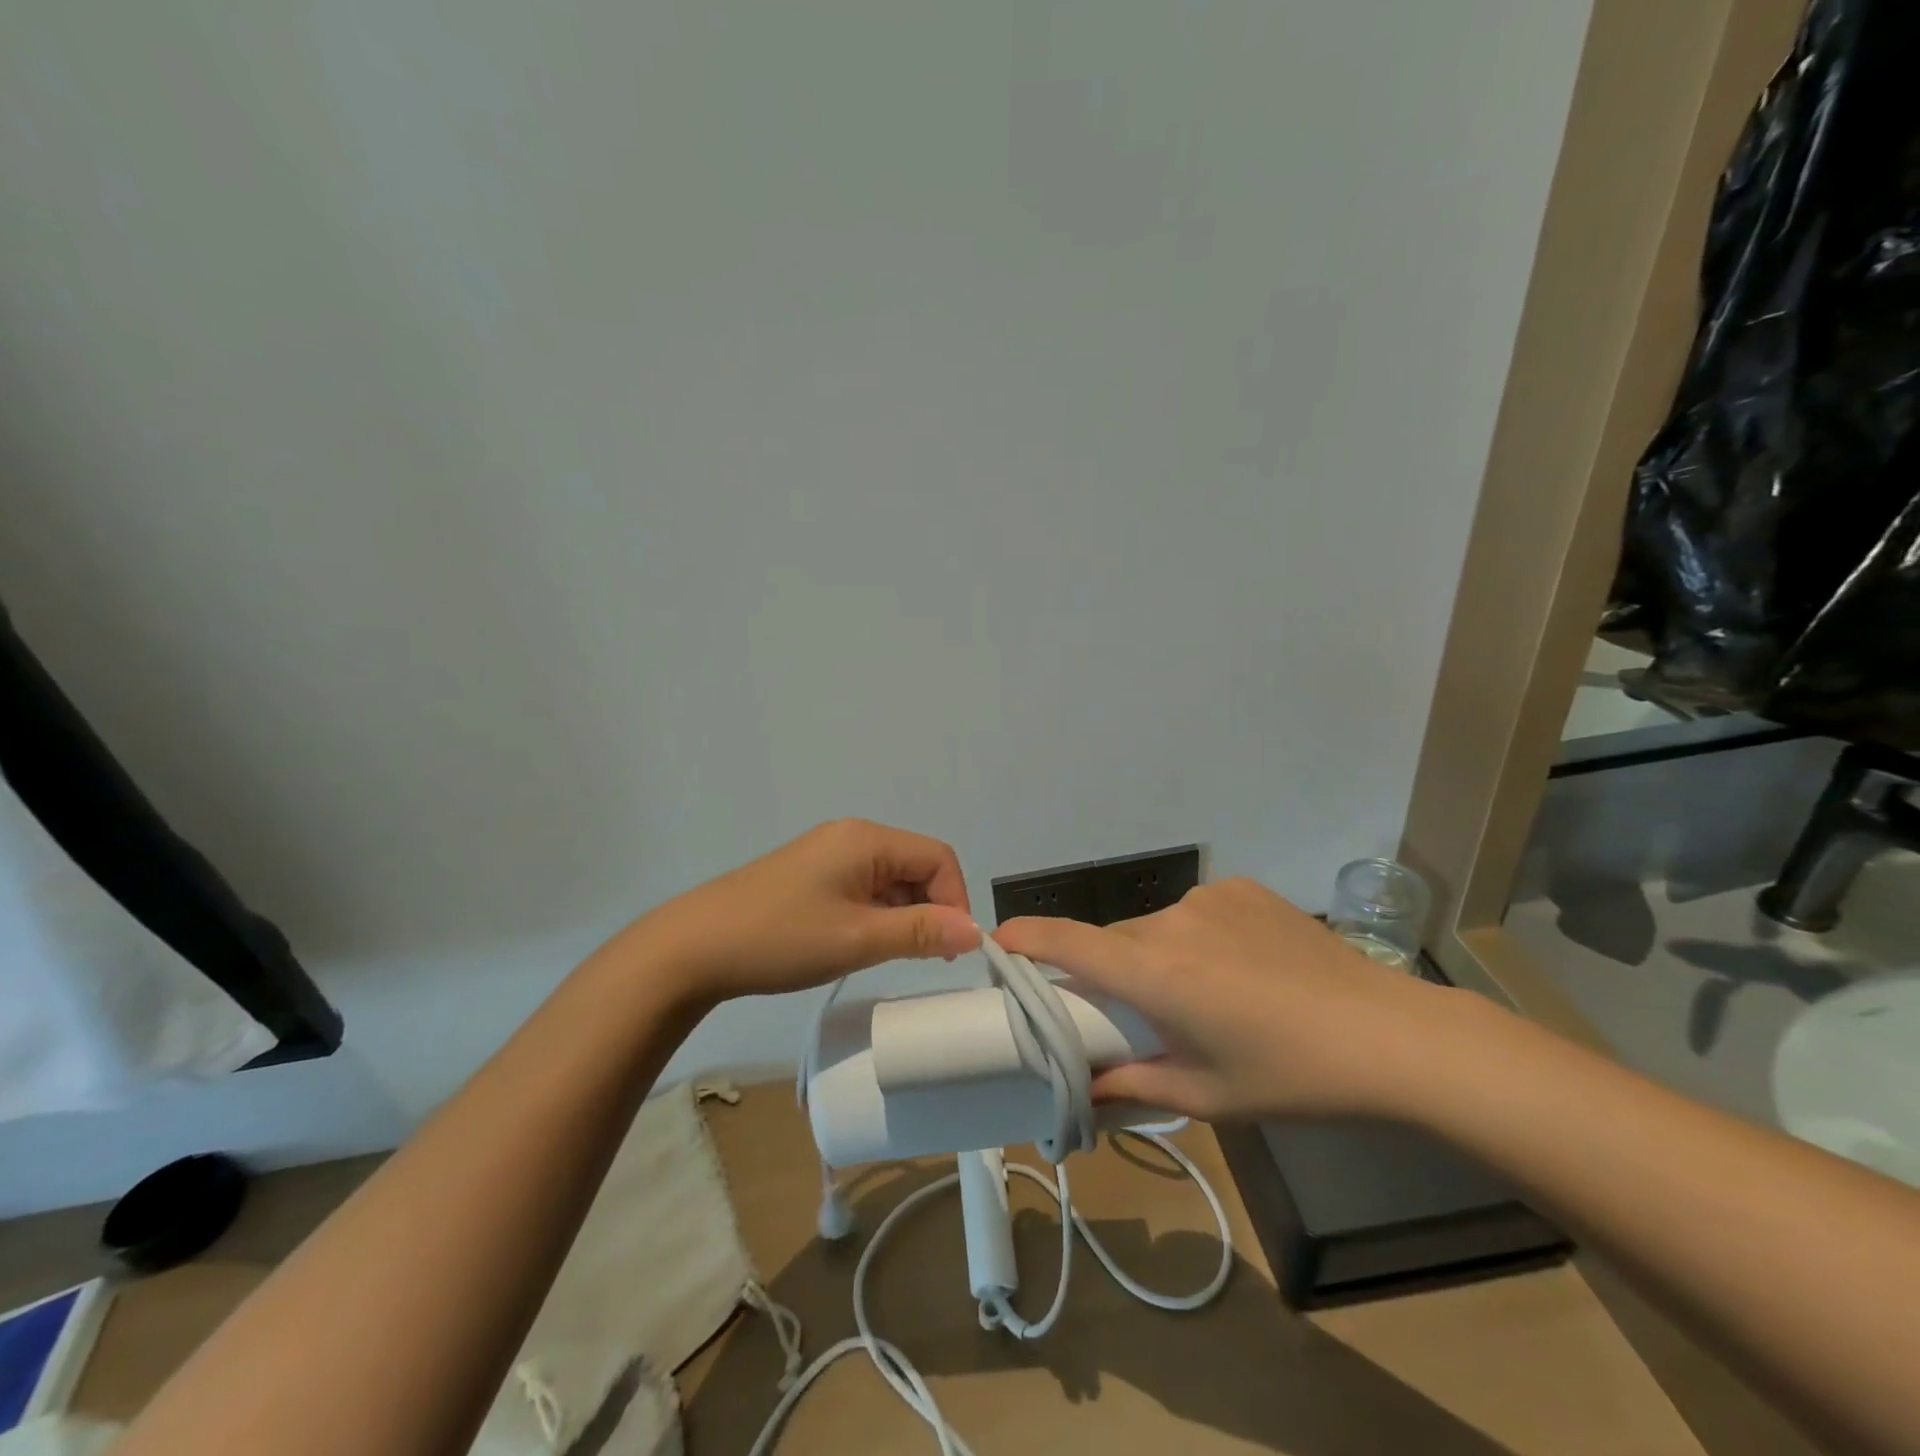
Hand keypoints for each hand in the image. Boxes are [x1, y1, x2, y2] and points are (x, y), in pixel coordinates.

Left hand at [626, 819, 979, 1004]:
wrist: (693, 948)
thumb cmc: (781, 938)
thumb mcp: (858, 939)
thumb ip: (921, 932)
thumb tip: (976, 931)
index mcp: (867, 839)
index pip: (938, 857)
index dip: (955, 900)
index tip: (948, 948)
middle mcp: (851, 836)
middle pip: (916, 865)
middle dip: (930, 908)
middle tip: (923, 957)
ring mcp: (828, 854)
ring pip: (890, 879)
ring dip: (902, 914)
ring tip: (888, 955)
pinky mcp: (810, 875)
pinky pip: (863, 887)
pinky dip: (876, 913)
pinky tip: (860, 943)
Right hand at [994, 878, 1477, 1121]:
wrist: (1392, 1036)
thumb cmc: (1291, 1077)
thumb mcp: (1208, 1096)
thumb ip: (1134, 1086)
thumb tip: (1087, 1089)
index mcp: (1156, 974)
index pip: (1069, 943)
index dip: (1027, 939)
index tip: (999, 942)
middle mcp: (1172, 923)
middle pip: (1114, 942)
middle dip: (1110, 972)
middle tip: (1137, 1013)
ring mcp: (1210, 898)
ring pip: (1154, 928)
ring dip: (1157, 956)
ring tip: (1206, 996)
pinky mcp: (1242, 888)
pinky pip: (1196, 912)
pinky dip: (1197, 937)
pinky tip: (1241, 967)